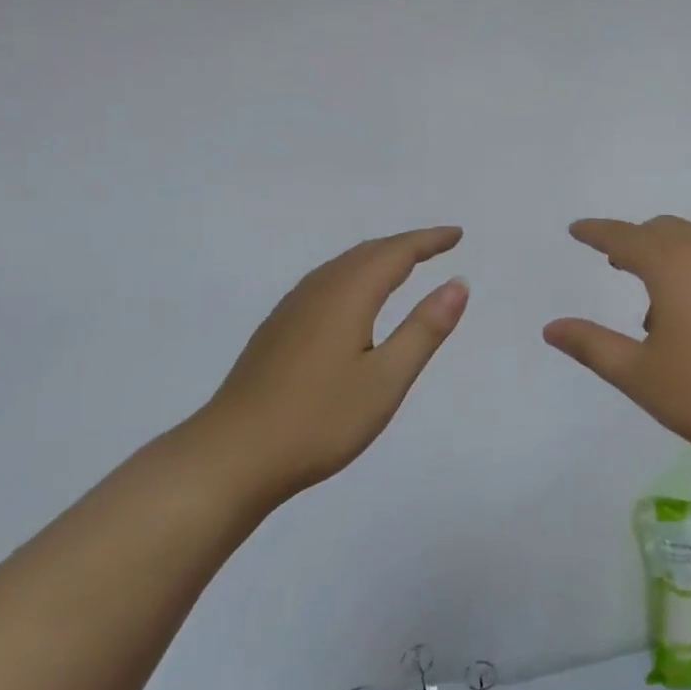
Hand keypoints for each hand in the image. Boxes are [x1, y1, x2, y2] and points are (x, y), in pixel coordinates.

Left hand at [163, 227, 468, 509]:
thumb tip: (458, 283)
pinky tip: (354, 301)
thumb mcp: (386, 379)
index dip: (428, 241)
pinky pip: (325, 284)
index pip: (395, 253)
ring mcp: (290, 311)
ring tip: (403, 266)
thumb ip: (424, 329)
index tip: (457, 234)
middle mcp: (316, 291)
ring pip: (341, 267)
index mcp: (347, 296)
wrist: (232, 456)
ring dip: (377, 259)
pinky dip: (354, 277)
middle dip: (405, 245)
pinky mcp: (276, 332)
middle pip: (366, 254)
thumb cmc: (319, 420)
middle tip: (437, 246)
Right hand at [543, 216, 690, 480]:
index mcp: (675, 267)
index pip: (626, 237)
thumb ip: (591, 345)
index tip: (576, 230)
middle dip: (636, 241)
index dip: (597, 232)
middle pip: (666, 231)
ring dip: (671, 261)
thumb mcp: (638, 374)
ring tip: (657, 310)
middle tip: (615, 262)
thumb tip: (551, 328)